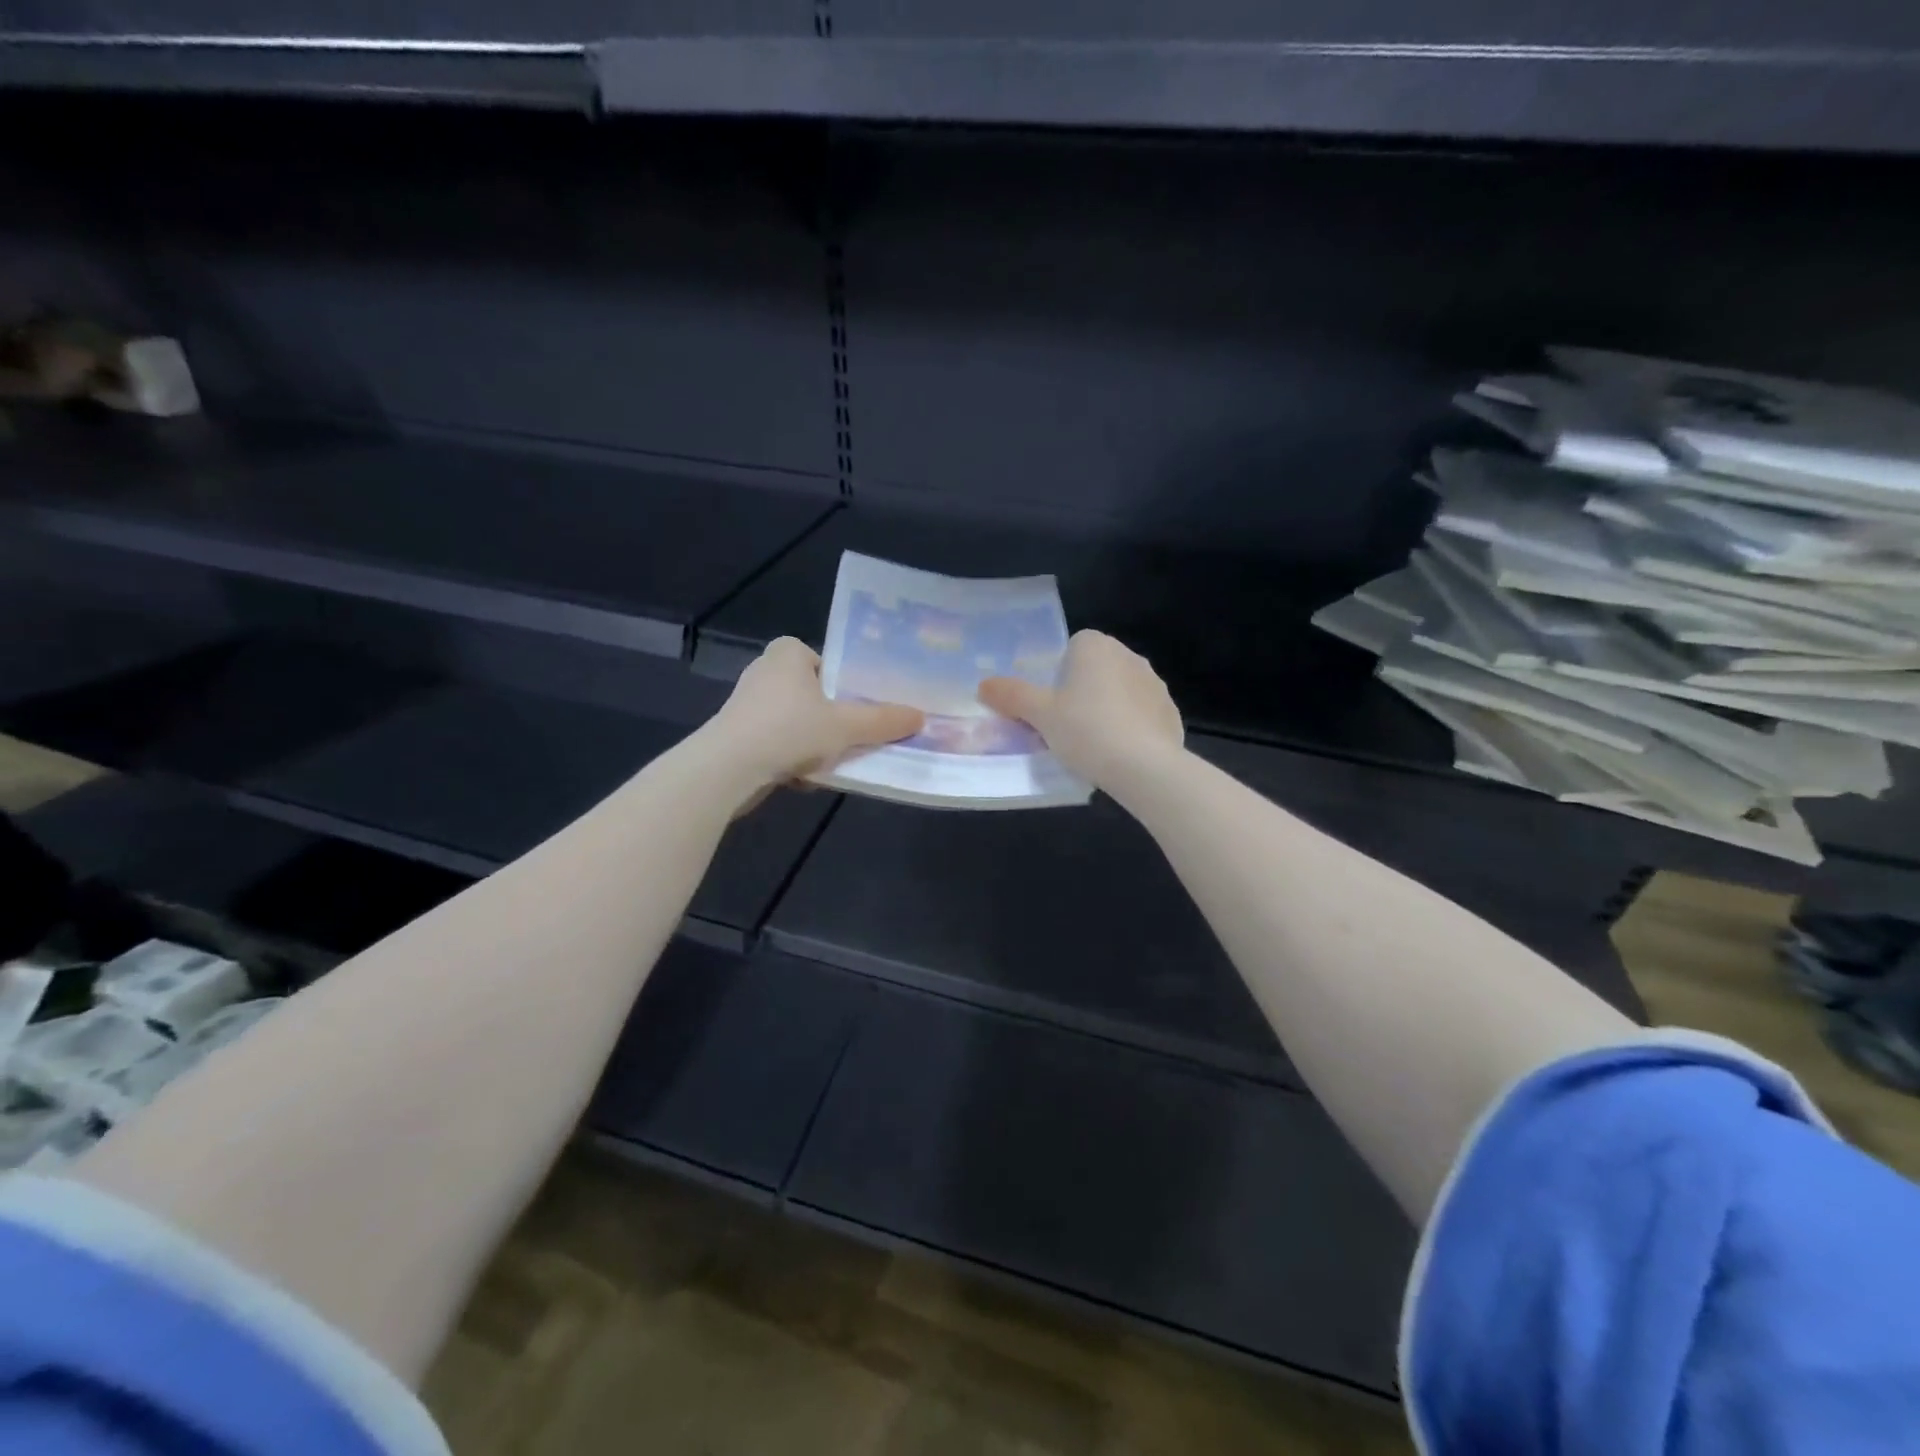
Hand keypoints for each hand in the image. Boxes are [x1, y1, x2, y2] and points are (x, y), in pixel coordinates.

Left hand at [708, 637, 923, 796]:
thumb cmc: (788, 731)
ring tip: (832, 764)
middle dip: (832, 721)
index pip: (828, 662)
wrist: (727, 770)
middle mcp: (765, 671)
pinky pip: (778, 744)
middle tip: (855, 739)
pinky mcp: (737, 736)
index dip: (846, 686)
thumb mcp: (845, 727)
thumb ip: (883, 721)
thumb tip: (921, 717)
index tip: (860, 710)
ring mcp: (748, 705)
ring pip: (798, 724)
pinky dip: (792, 759)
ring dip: (814, 745)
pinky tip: (803, 778)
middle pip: (815, 696)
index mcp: (788, 654)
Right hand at [979, 630, 1182, 789]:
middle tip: (1064, 725)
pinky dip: (1130, 728)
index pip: (1073, 646)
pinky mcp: (1170, 713)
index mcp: (1097, 647)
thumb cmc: (1086, 730)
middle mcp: (1129, 656)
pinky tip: (1119, 755)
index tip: (1050, 702)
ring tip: (1092, 745)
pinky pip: (1141, 715)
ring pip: (1120, 692)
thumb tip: (983, 684)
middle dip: (1082, 691)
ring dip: (1107, 709)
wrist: (1145, 768)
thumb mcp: (1040, 715)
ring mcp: (1155, 685)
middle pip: (1097, 669)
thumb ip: (1012, 696)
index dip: (1058, 673)